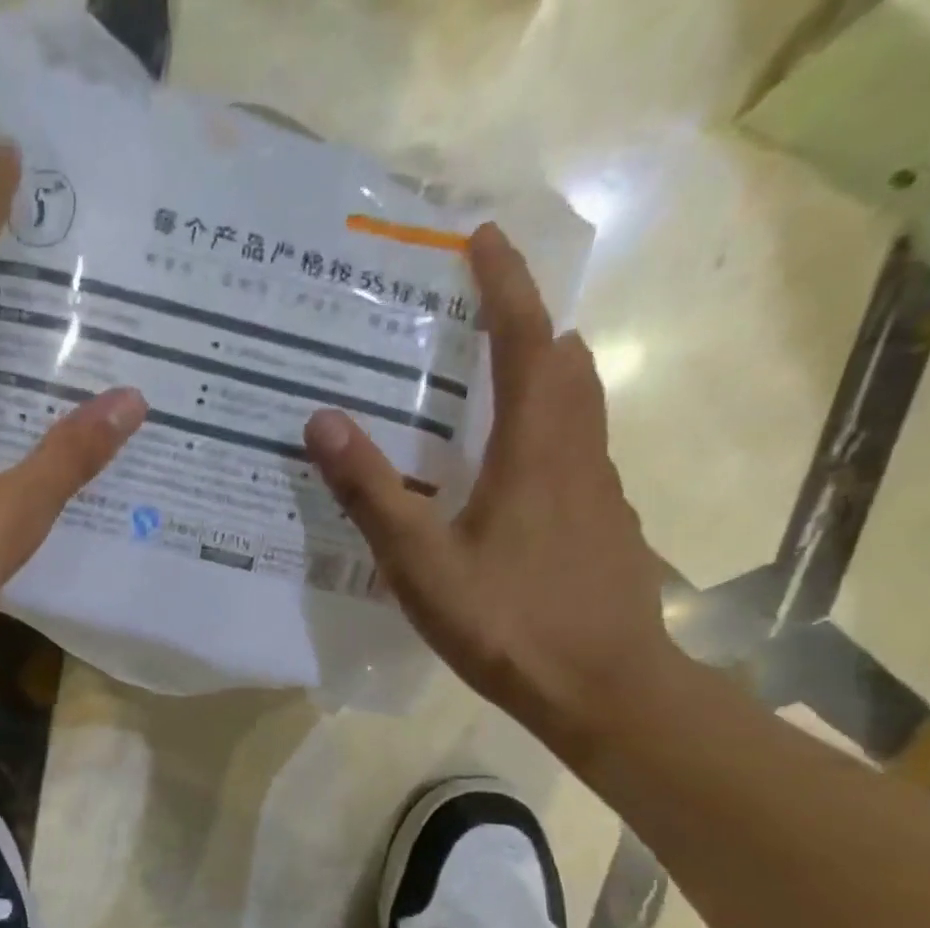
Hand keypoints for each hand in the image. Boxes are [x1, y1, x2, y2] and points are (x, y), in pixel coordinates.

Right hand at [303, 225, 670, 752]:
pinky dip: (550, 437)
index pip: (525, 340)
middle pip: (564, 366)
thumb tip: (323, 420)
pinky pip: (579, 458)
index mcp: (535, 448)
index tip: (483, 240)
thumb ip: (371, 491)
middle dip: (528, 326)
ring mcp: (601, 494)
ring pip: (579, 412)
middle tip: (483, 315)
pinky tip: (516, 479)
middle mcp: (578, 454)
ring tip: (495, 386)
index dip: (505, 285)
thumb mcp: (421, 561)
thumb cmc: (506, 620)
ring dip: (544, 379)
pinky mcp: (606, 529)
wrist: (601, 686)